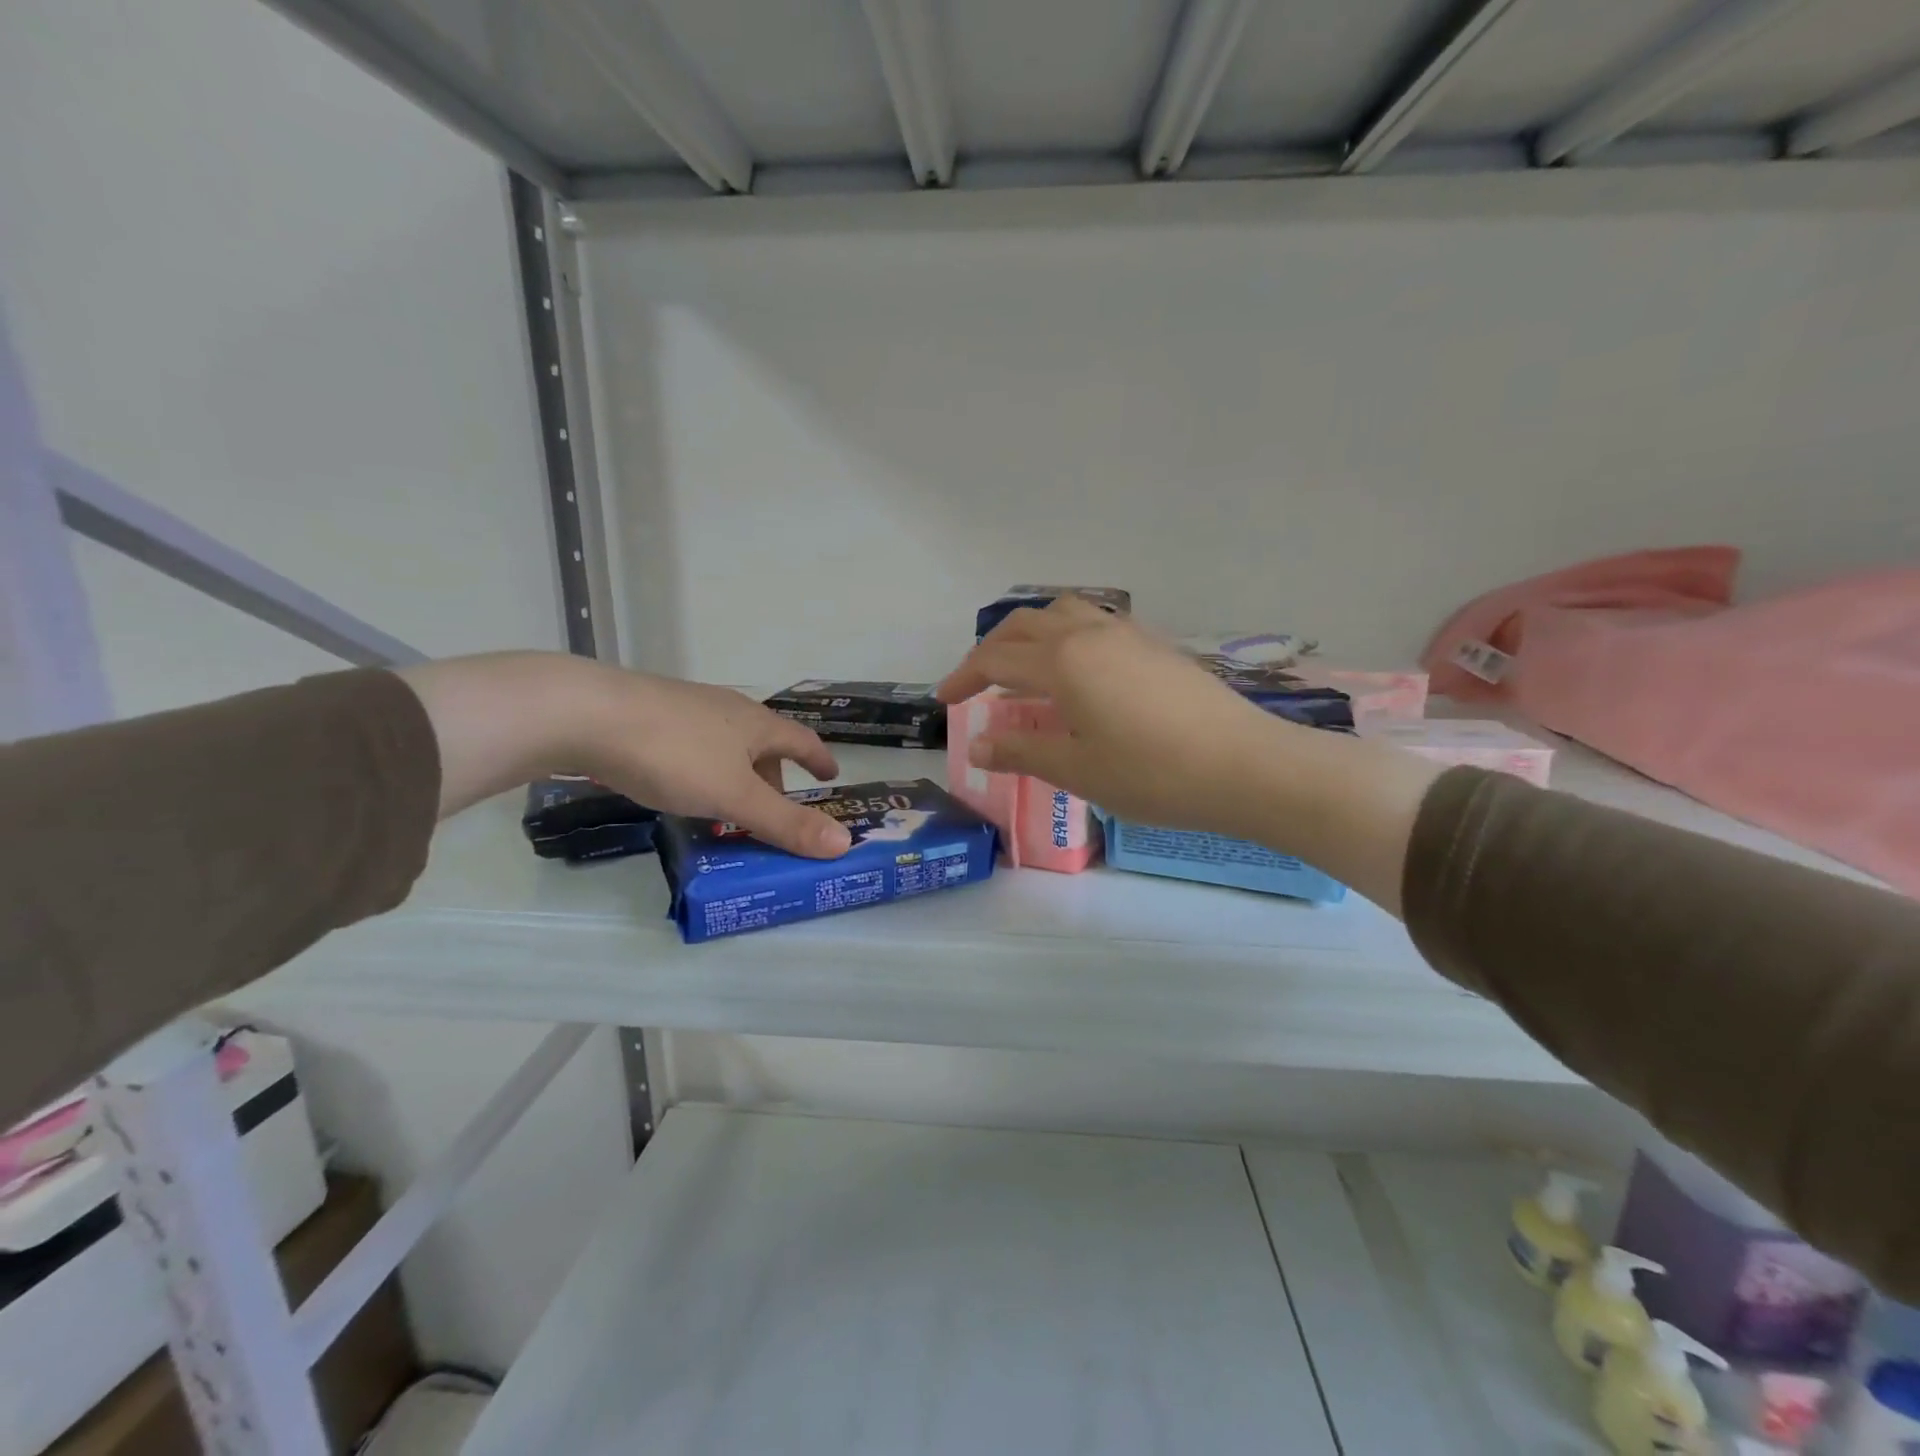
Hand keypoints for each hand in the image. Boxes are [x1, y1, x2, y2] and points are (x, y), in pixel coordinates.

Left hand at [397, 654, 852, 857]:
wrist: (584, 713)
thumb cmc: (674, 754)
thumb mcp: (734, 796)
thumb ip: (785, 823)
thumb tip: (845, 842)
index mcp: (755, 723)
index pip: (801, 740)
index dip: (818, 759)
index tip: (830, 776)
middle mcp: (726, 710)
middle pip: (762, 744)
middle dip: (773, 777)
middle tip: (773, 811)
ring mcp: (685, 709)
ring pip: (725, 746)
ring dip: (736, 776)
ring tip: (726, 808)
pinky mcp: (648, 716)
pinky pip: (692, 747)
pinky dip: (703, 771)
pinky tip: (679, 789)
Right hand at [935, 598, 1286, 838]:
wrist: (1245, 765)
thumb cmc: (1153, 773)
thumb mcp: (1078, 769)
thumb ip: (1022, 750)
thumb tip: (978, 744)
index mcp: (1063, 662)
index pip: (996, 659)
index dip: (964, 677)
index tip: (944, 701)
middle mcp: (1091, 634)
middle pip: (1025, 624)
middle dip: (991, 649)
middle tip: (976, 682)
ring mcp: (1128, 635)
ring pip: (1063, 613)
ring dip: (1031, 633)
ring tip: (1023, 667)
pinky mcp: (1157, 646)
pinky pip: (1096, 623)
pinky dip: (1067, 635)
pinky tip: (1078, 671)